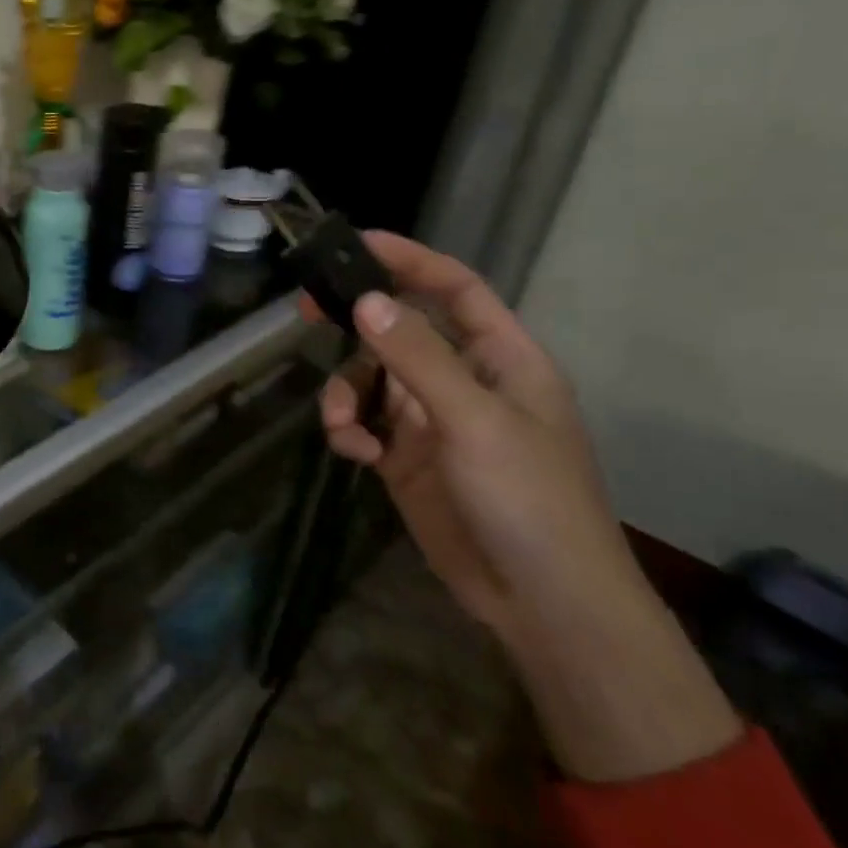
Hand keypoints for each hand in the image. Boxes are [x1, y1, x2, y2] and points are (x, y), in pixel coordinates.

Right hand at [304, 232, 738, 781]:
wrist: (541, 602)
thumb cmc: (529, 500)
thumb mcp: (474, 421)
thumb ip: (417, 358)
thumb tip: (367, 302)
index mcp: (502, 360)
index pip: (454, 290)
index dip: (409, 261)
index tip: (354, 245)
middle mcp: (464, 382)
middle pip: (399, 331)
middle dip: (356, 324)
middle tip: (305, 313)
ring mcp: (432, 422)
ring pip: (370, 380)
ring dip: (345, 394)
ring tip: (342, 425)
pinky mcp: (406, 460)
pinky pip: (363, 425)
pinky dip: (349, 432)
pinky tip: (355, 455)